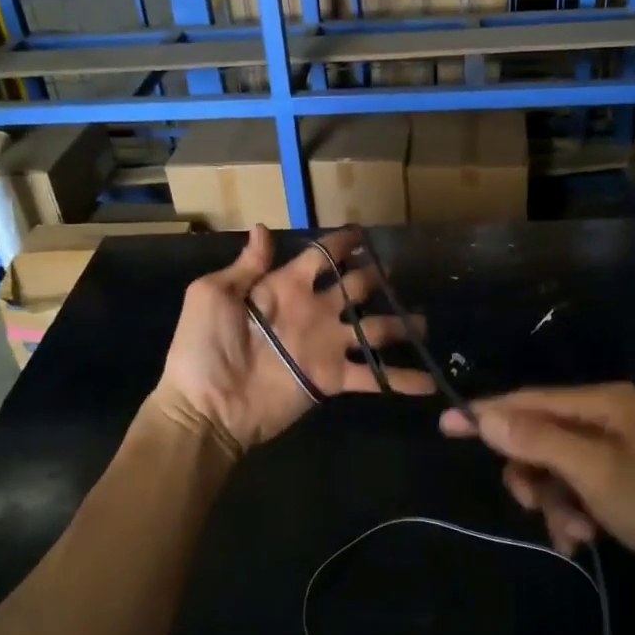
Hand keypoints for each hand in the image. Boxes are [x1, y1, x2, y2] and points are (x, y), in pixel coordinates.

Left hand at [153, 225, 433, 459]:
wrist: (206, 407)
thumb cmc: (203, 347)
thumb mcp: (213, 295)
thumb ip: (245, 266)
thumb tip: (262, 228)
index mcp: (285, 286)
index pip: (321, 257)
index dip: (341, 244)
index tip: (364, 234)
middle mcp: (312, 311)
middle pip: (354, 288)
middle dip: (375, 278)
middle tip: (397, 272)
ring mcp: (326, 346)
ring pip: (373, 329)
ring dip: (399, 325)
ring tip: (424, 323)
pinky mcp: (333, 379)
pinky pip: (373, 376)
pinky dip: (401, 380)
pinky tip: (431, 381)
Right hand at [440, 382, 634, 596]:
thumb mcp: (593, 472)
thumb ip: (537, 440)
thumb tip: (484, 415)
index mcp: (603, 402)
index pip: (530, 400)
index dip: (488, 414)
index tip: (446, 426)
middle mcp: (607, 418)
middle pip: (540, 436)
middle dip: (531, 473)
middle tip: (532, 504)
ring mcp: (617, 450)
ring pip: (555, 468)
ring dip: (553, 502)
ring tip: (572, 534)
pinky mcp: (623, 482)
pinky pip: (577, 489)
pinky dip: (572, 513)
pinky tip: (582, 541)